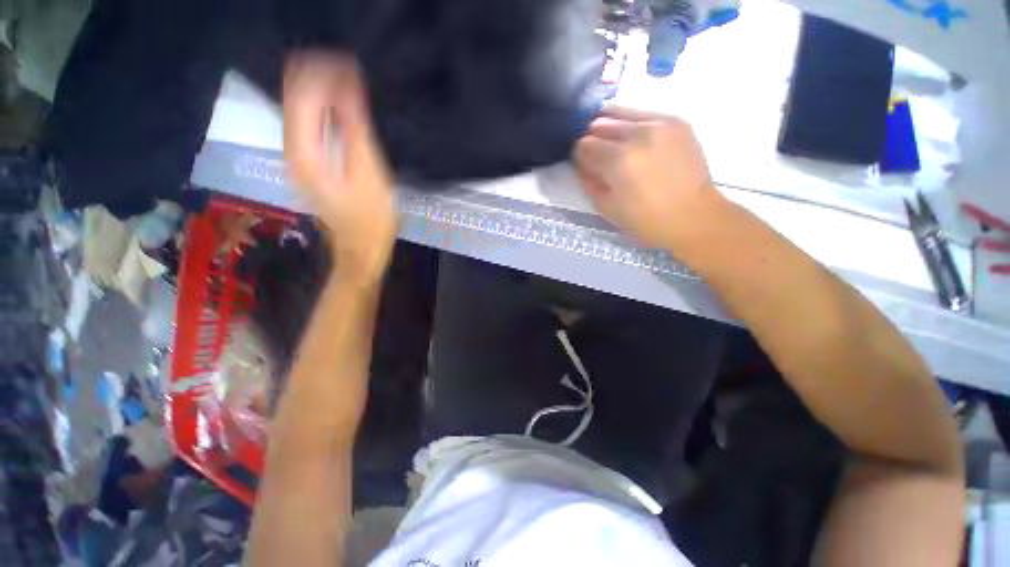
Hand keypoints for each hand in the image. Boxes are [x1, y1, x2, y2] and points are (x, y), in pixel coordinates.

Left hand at [284, 52, 396, 284]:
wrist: (362, 249)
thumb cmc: (371, 218)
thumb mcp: (369, 172)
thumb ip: (355, 127)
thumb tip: (347, 83)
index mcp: (303, 151)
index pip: (300, 91)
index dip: (323, 70)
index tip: (353, 63)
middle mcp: (291, 148)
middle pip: (295, 94)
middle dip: (321, 75)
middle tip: (354, 70)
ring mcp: (298, 156)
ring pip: (300, 105)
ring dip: (324, 89)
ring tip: (353, 82)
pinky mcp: (310, 162)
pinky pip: (310, 121)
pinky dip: (326, 107)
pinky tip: (345, 106)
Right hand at [574, 106, 722, 249]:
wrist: (694, 215)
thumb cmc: (646, 220)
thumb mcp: (607, 208)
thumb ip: (588, 182)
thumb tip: (581, 164)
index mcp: (619, 160)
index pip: (584, 145)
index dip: (578, 154)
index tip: (581, 163)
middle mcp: (638, 134)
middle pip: (599, 124)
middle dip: (591, 138)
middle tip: (595, 154)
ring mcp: (659, 123)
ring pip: (619, 111)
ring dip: (608, 126)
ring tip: (611, 143)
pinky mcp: (676, 120)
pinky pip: (642, 113)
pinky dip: (630, 123)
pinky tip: (632, 139)